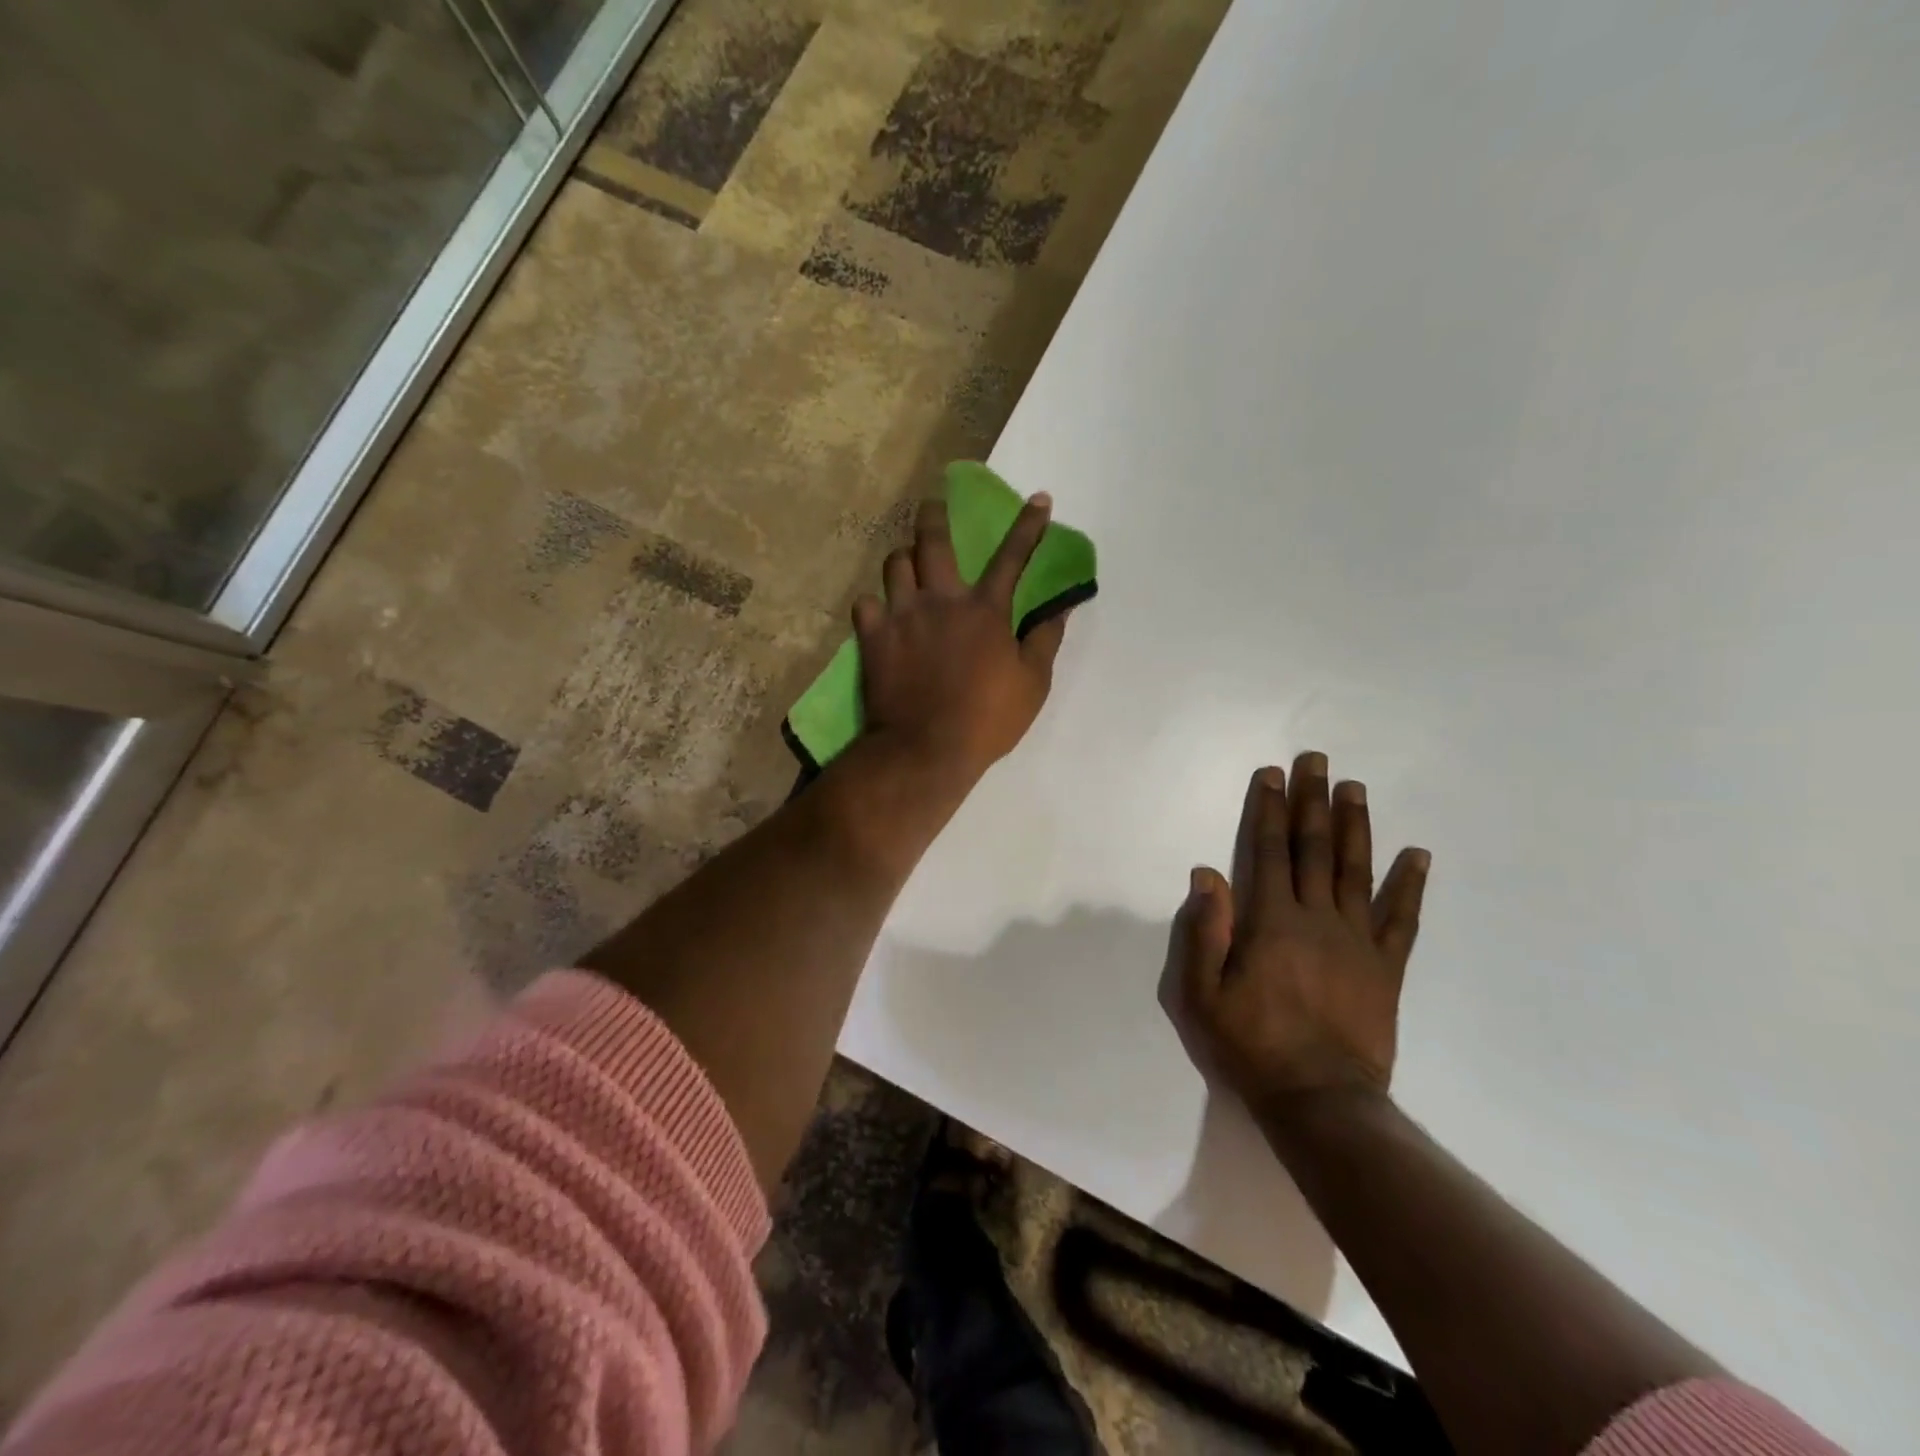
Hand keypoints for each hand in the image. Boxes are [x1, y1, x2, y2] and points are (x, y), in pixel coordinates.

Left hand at [853, 493, 1068, 782]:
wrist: (924, 749)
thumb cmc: (986, 720)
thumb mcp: (1032, 684)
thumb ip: (1045, 639)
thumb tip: (1060, 607)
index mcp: (984, 610)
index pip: (1012, 557)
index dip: (1028, 525)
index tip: (1039, 498)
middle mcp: (940, 600)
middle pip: (932, 541)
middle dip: (934, 515)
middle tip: (932, 505)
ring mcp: (901, 616)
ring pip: (894, 564)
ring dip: (903, 558)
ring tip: (907, 564)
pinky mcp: (873, 637)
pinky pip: (865, 603)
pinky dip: (874, 604)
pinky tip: (880, 612)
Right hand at [1161, 752, 1430, 1115]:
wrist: (1319, 1100)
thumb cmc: (1250, 1045)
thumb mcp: (1201, 994)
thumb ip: (1204, 931)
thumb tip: (1207, 872)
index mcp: (1270, 920)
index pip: (1267, 850)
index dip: (1268, 809)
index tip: (1272, 774)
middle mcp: (1316, 918)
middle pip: (1314, 848)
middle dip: (1312, 801)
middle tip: (1317, 761)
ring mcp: (1357, 941)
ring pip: (1357, 870)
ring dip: (1356, 825)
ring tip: (1355, 788)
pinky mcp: (1385, 968)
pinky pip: (1402, 919)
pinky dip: (1410, 885)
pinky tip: (1417, 854)